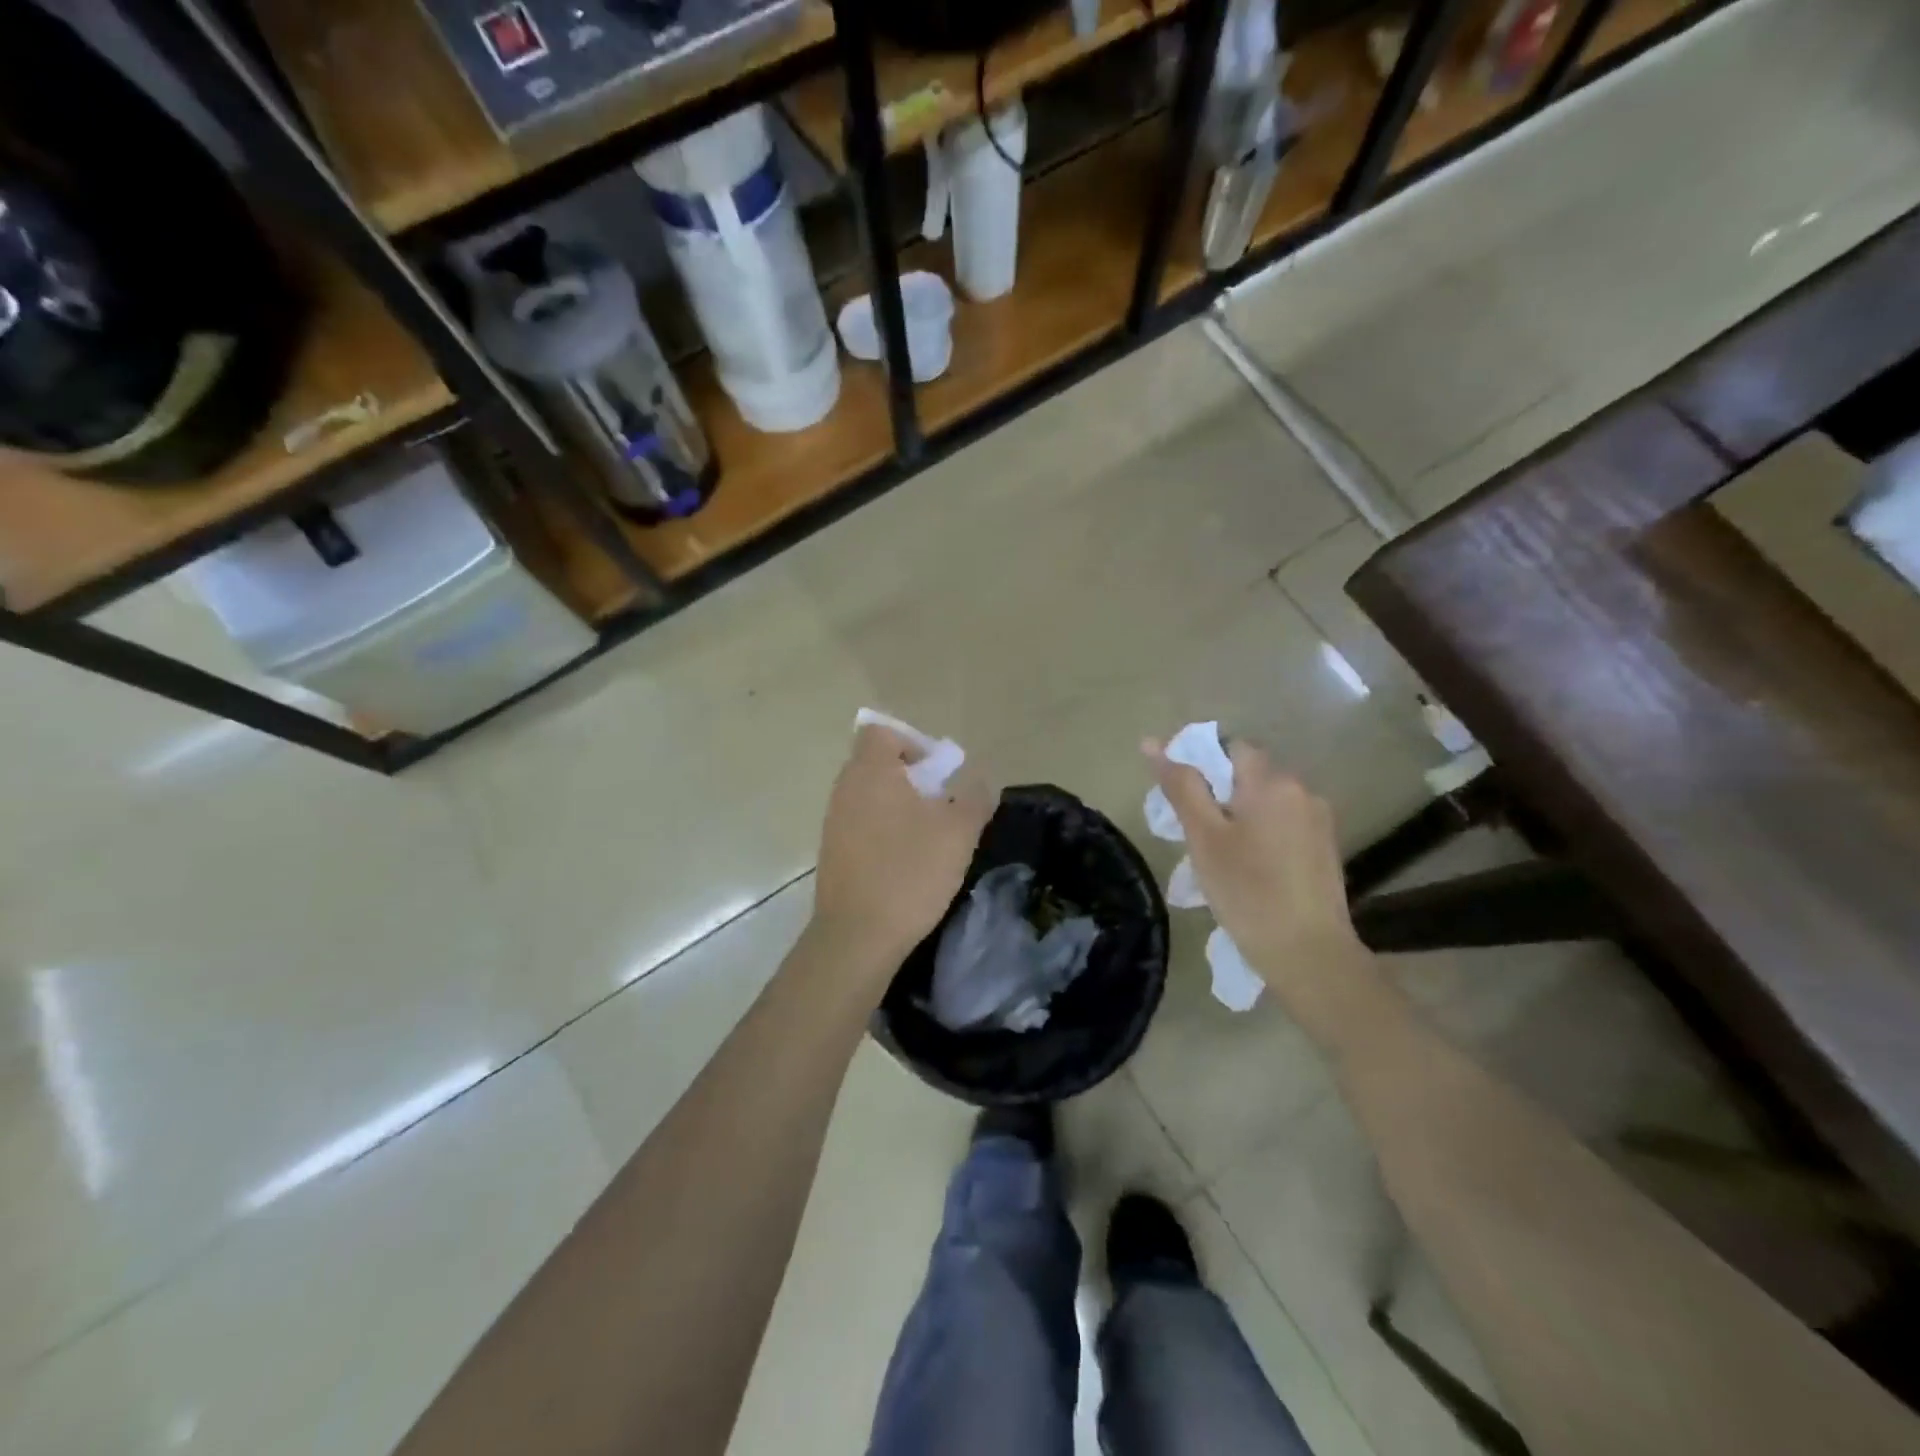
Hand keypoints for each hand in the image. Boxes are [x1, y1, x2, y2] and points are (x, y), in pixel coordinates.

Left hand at [811, 724, 994, 973]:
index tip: (937, 771)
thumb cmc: (910, 872)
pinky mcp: (832, 853)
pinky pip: (861, 825)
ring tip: (929, 836)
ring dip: (898, 806)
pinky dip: (884, 831)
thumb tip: (976, 782)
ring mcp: (833, 822)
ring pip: (869, 797)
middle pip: (876, 764)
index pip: (881, 732)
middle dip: (911, 777)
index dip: (911, 741)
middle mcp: (845, 789)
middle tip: (941, 804)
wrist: (858, 936)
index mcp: (871, 772)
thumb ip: (973, 798)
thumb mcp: (958, 833)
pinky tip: (906, 862)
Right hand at [1145, 736, 1365, 1006]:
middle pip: (1250, 773)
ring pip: (1267, 800)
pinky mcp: (1326, 847)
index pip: (1231, 747)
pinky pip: (1284, 823)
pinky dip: (1262, 833)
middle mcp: (1302, 790)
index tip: (1180, 795)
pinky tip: (1250, 868)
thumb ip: (1181, 787)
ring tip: (1220, 855)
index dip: (1202, 762)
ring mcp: (1319, 820)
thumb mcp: (1204, 838)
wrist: (1309, 954)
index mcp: (1272, 782)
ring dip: (1241, 814)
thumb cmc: (1247, 892)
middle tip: (1194, 832)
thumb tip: (1153, 743)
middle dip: (1219, 792)